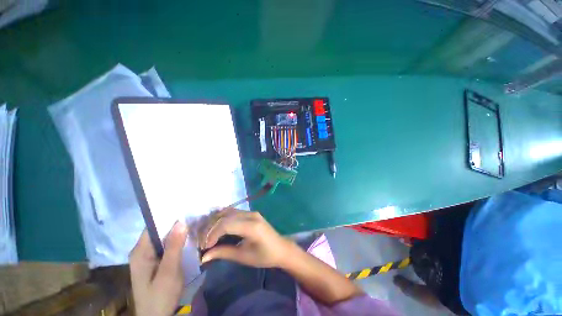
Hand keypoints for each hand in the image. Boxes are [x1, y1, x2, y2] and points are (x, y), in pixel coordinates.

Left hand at [129, 222, 187, 315]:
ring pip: (164, 239)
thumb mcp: (169, 272)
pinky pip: (166, 246)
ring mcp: (149, 257)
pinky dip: (177, 242)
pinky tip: (189, 238)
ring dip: (178, 233)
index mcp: (140, 251)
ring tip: (195, 224)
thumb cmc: (160, 296)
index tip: (186, 209)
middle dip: (176, 224)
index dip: (169, 216)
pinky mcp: (155, 262)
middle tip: (195, 216)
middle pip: (159, 231)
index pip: (153, 225)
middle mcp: (142, 251)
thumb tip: (181, 222)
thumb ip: (174, 247)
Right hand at [201, 210, 293, 267]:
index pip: (226, 224)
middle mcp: (251, 215)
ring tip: (209, 235)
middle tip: (204, 242)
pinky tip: (218, 226)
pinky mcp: (252, 213)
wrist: (281, 248)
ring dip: (217, 221)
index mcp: (252, 226)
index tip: (205, 247)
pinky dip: (224, 218)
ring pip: (229, 211)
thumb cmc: (265, 256)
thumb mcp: (244, 257)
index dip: (212, 234)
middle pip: (226, 216)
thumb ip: (224, 253)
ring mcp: (252, 212)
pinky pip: (234, 212)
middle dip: (212, 228)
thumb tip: (204, 256)